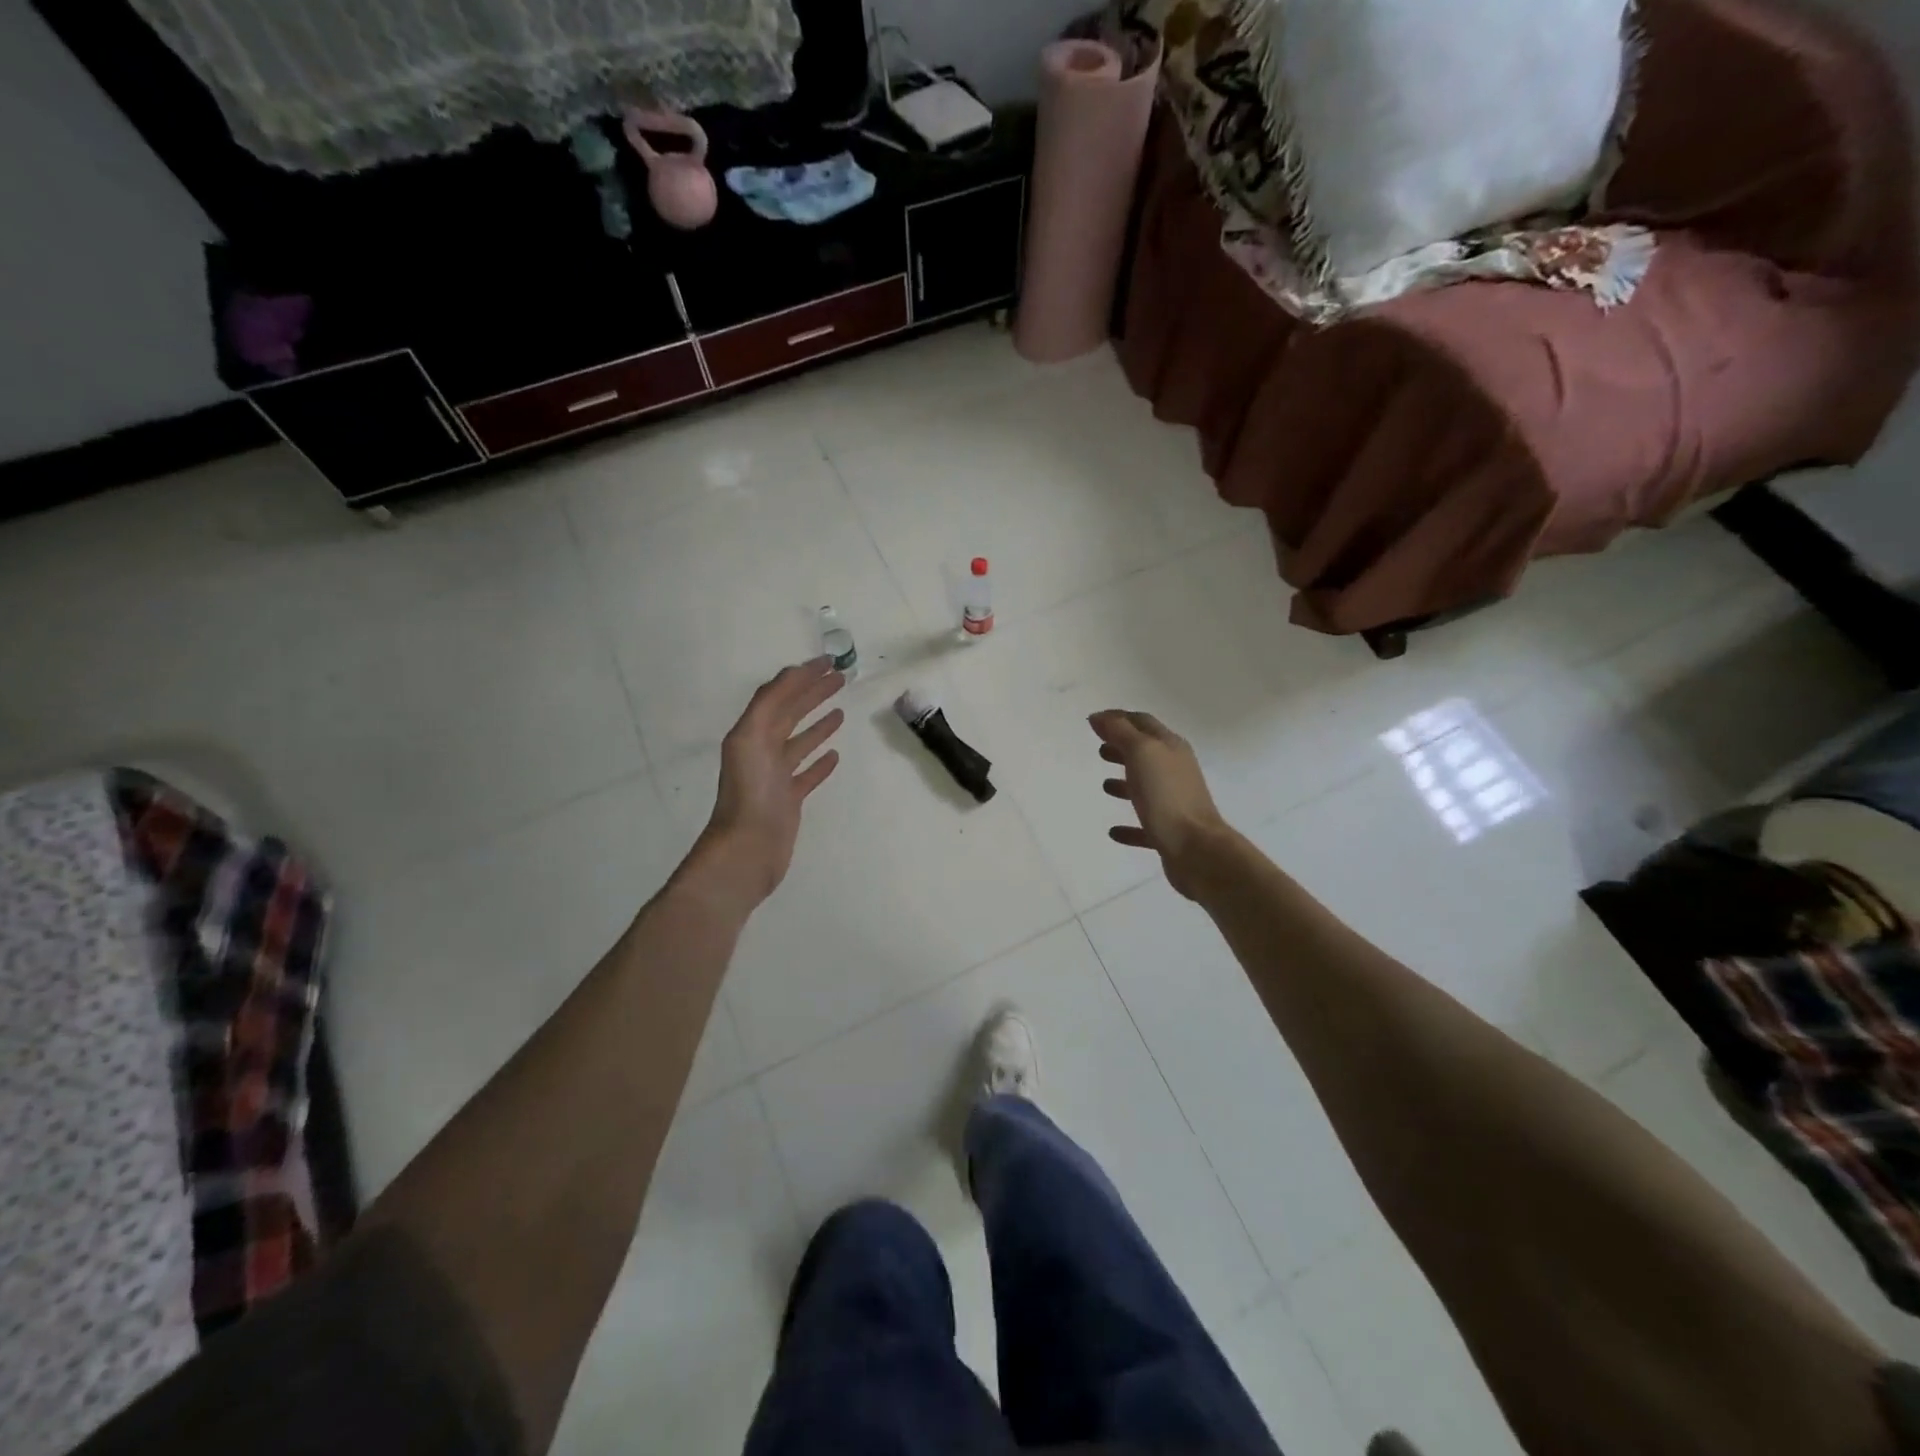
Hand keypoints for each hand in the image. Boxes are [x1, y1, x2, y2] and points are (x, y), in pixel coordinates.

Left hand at [689, 658, 845, 909]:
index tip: (827, 662)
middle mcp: (761, 750)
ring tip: (841, 711)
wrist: (747, 850)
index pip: (778, 695)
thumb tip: (793, 674)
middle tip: (840, 678)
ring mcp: (775, 777)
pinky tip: (835, 755)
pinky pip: (807, 774)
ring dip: (818, 723)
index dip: (800, 676)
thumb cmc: (749, 793)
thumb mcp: (751, 738)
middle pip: (790, 714)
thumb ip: (769, 704)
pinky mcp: (788, 800)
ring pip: (799, 742)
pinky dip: (820, 762)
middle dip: (813, 693)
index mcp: (751, 733)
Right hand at [1089, 710, 1227, 899]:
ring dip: (1126, 782)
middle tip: (1100, 749)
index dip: (1119, 718)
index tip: (1095, 721)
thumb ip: (1120, 732)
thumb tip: (1099, 717)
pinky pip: (1145, 825)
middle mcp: (1175, 771)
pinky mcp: (1169, 832)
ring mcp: (1174, 803)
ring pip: (1147, 787)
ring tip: (1104, 784)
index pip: (1143, 722)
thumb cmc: (1167, 795)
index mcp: (1170, 748)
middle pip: (1146, 753)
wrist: (1197, 849)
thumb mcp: (1141, 753)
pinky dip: (1129, 825)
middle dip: (1123, 748)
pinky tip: (1114, 831)